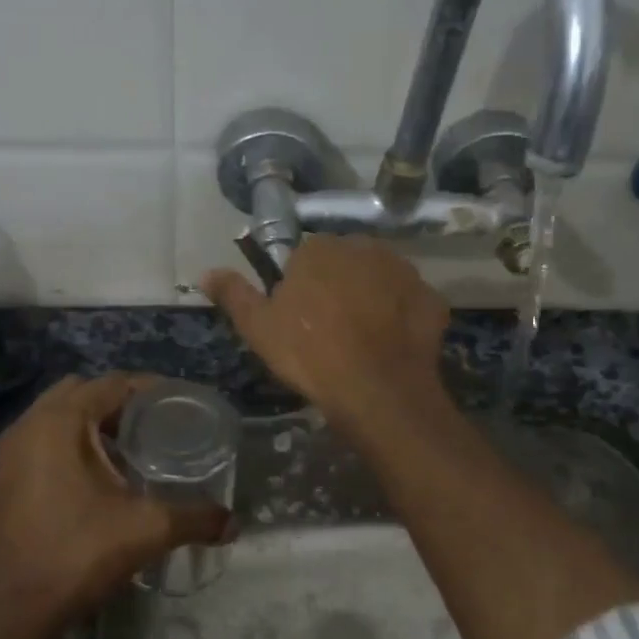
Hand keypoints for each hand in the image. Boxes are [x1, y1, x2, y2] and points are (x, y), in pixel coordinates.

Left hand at [0, 373, 229, 629]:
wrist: (20, 608)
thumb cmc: (81, 553)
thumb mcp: (148, 529)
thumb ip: (196, 518)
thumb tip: (234, 523)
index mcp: (60, 422)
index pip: (112, 384)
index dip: (149, 389)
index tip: (179, 404)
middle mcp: (30, 425)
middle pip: (82, 391)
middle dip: (119, 401)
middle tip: (155, 423)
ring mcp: (11, 450)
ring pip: (59, 414)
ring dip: (93, 421)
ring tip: (131, 445)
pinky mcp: (6, 475)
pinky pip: (44, 437)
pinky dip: (71, 440)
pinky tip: (99, 472)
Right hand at [202, 235, 449, 424]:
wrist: (376, 390)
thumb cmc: (310, 354)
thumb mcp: (259, 328)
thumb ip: (234, 294)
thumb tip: (206, 272)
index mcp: (320, 249)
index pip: (304, 256)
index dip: (300, 287)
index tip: (299, 318)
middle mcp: (365, 248)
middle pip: (344, 263)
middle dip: (337, 286)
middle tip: (329, 329)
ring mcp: (404, 271)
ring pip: (380, 279)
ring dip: (371, 298)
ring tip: (362, 339)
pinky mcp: (431, 299)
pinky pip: (410, 302)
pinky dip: (402, 317)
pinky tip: (391, 345)